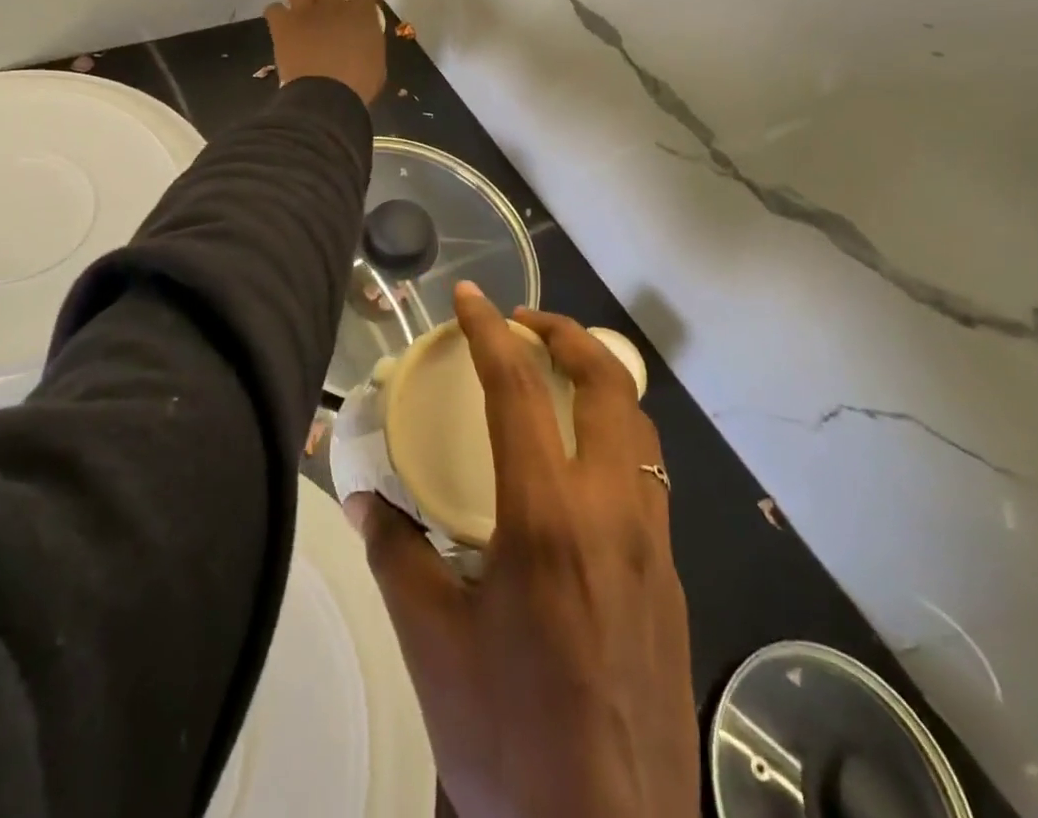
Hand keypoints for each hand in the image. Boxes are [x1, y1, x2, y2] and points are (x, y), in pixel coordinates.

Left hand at [264, 0, 386, 103]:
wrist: (327, 98)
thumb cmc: (359, 87)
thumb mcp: (376, 61)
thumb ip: (369, 42)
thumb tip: (363, 40)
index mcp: (361, 13)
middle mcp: (332, 4)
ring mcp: (305, 12)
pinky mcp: (282, 25)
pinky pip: (272, 8)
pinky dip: (275, 14)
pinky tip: (278, 23)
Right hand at [345, 284, 697, 817]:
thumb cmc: (508, 740)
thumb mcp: (432, 643)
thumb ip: (397, 554)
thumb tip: (365, 499)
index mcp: (547, 515)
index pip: (517, 387)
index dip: (488, 330)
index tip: (468, 297)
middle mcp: (613, 510)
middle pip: (609, 382)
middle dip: (567, 334)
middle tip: (525, 325)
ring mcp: (654, 545)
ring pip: (639, 427)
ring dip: (599, 384)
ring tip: (555, 385)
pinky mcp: (672, 581)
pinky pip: (648, 480)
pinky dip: (614, 443)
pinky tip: (577, 478)